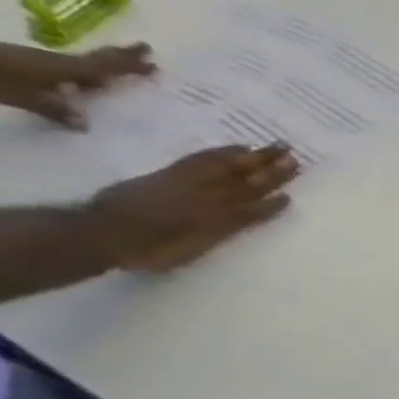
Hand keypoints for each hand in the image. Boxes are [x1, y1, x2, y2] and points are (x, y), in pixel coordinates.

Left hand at [0, 42, 154, 126]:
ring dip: (104, 65)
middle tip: (144, 51)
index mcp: (63, 69)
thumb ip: (55, 109)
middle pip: (94, 59)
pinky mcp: (26, 67)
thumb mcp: (23, 97)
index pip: (104, 66)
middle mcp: (56, 63)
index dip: (128, 63)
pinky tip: (84, 81)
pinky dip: (84, 73)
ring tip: (122, 68)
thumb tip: (85, 124)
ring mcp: (39, 63)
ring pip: (81, 64)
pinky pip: (67, 70)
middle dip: (119, 57)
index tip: (152, 57)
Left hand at [90, 145, 299, 271]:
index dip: (272, 204)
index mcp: (220, 222)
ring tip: (275, 147)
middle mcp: (212, 200)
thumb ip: (218, 235)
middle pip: (247, 183)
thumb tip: (239, 223)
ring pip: (230, 168)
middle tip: (293, 157)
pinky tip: (236, 148)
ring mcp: (192, 183)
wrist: (105, 231)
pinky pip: (202, 159)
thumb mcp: (191, 251)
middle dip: (272, 171)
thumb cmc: (151, 251)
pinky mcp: (173, 173)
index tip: (290, 195)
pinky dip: (221, 152)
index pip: (254, 209)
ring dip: (255, 158)